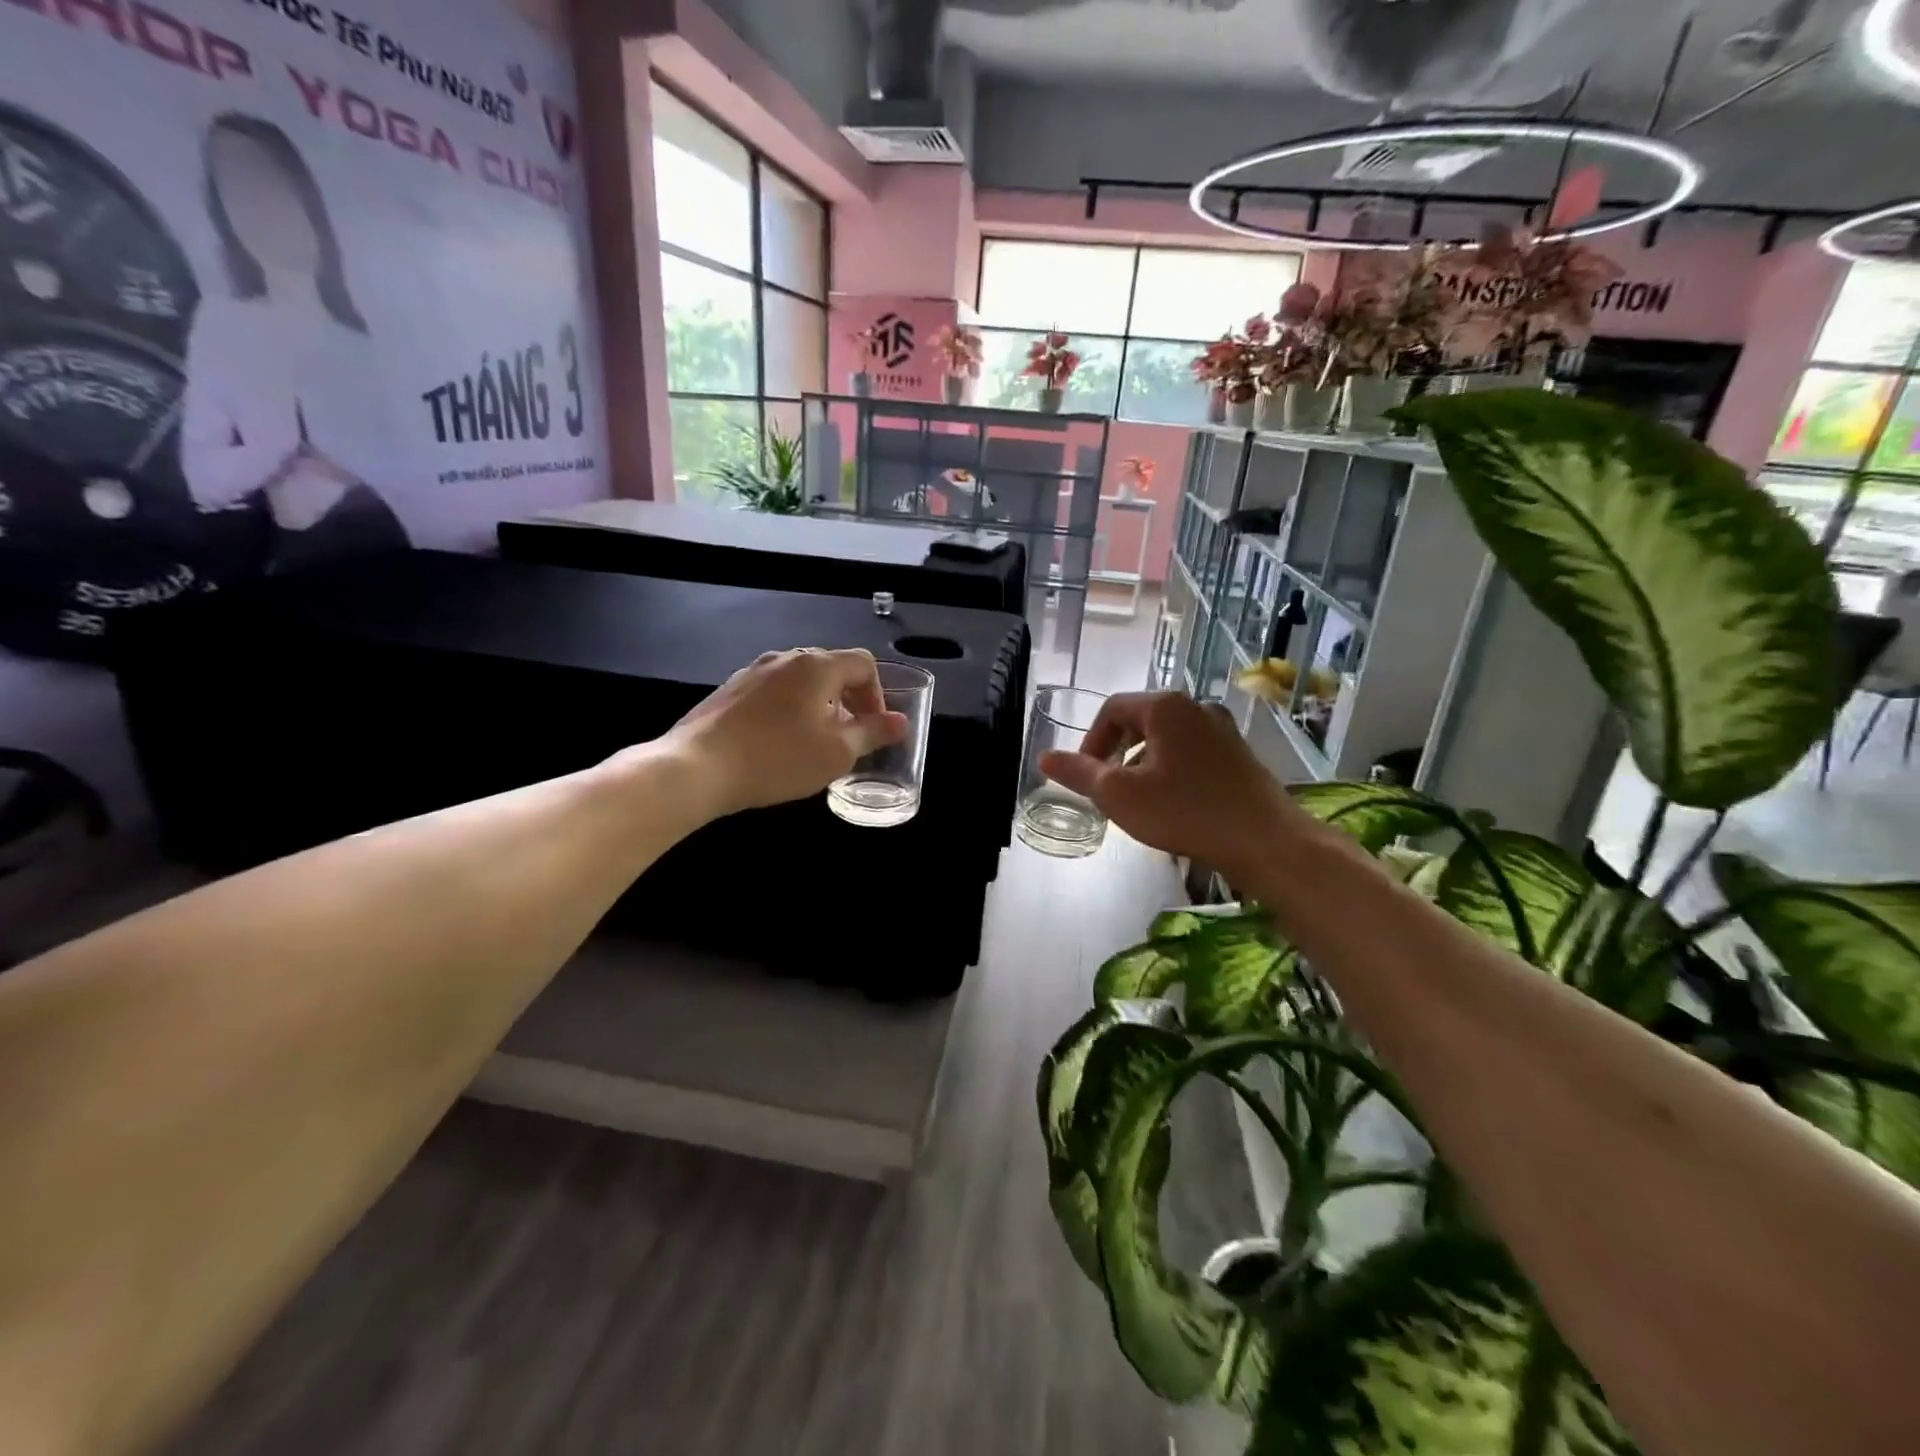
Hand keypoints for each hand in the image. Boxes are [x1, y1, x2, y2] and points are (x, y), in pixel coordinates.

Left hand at [663, 648, 908, 816]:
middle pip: (831, 668)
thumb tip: (900, 722)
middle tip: (849, 736)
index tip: (873, 727)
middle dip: (848, 700)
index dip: (877, 694)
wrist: (697, 768)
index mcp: (816, 665)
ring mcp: (753, 671)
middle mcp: (785, 658)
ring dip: (818, 705)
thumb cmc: (777, 758)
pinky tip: (779, 744)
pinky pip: (773, 692)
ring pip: (800, 681)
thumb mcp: (836, 753)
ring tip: (815, 742)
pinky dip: (788, 710)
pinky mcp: (729, 690)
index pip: (863, 664)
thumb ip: (872, 733)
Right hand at [1040, 691, 1299, 877]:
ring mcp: (1222, 729)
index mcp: (1166, 707)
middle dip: (1117, 753)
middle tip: (1109, 790)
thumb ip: (1079, 773)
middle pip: (1140, 721)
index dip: (1091, 742)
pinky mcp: (1239, 754)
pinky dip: (1171, 770)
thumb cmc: (1185, 812)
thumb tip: (1044, 757)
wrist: (1265, 842)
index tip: (1086, 777)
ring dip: (1143, 764)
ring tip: (1138, 800)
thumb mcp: (1119, 795)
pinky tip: (1173, 804)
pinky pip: (1191, 753)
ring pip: (1166, 739)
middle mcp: (1196, 707)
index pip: (1112, 710)